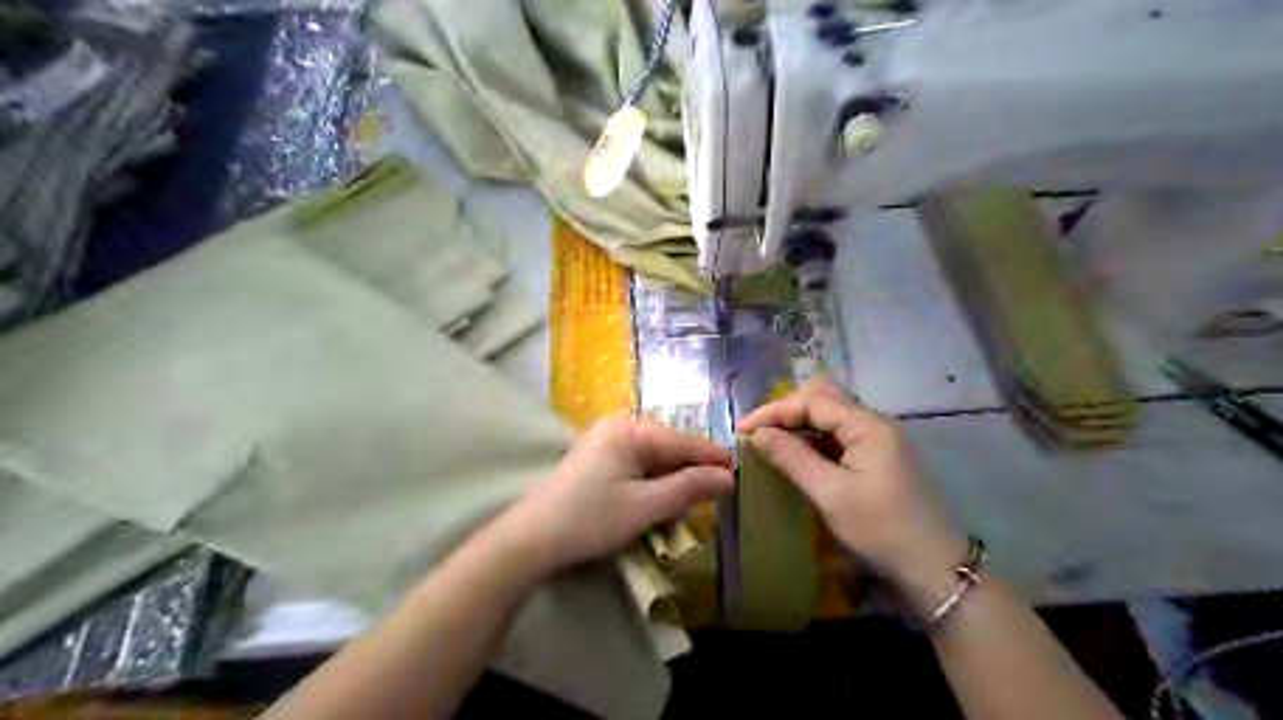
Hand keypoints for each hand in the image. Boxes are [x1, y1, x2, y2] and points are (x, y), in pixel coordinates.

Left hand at [506, 417, 737, 574]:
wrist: (532, 539)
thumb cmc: (591, 519)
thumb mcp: (645, 506)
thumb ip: (688, 488)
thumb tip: (728, 477)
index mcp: (631, 431)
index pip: (684, 442)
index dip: (714, 458)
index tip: (742, 474)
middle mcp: (619, 428)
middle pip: (670, 449)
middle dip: (690, 474)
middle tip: (713, 500)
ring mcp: (606, 443)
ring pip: (655, 460)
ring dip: (671, 483)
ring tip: (685, 508)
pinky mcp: (599, 460)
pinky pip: (638, 467)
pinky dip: (652, 486)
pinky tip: (656, 505)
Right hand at [731, 378, 962, 604]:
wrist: (936, 569)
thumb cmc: (882, 530)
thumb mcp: (831, 494)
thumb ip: (793, 458)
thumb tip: (758, 434)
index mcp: (867, 425)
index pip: (812, 401)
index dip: (773, 411)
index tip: (742, 430)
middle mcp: (875, 423)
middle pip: (824, 399)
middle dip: (786, 410)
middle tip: (758, 432)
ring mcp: (880, 440)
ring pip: (832, 416)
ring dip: (800, 424)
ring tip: (771, 442)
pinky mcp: (880, 457)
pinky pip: (841, 436)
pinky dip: (815, 439)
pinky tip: (798, 455)